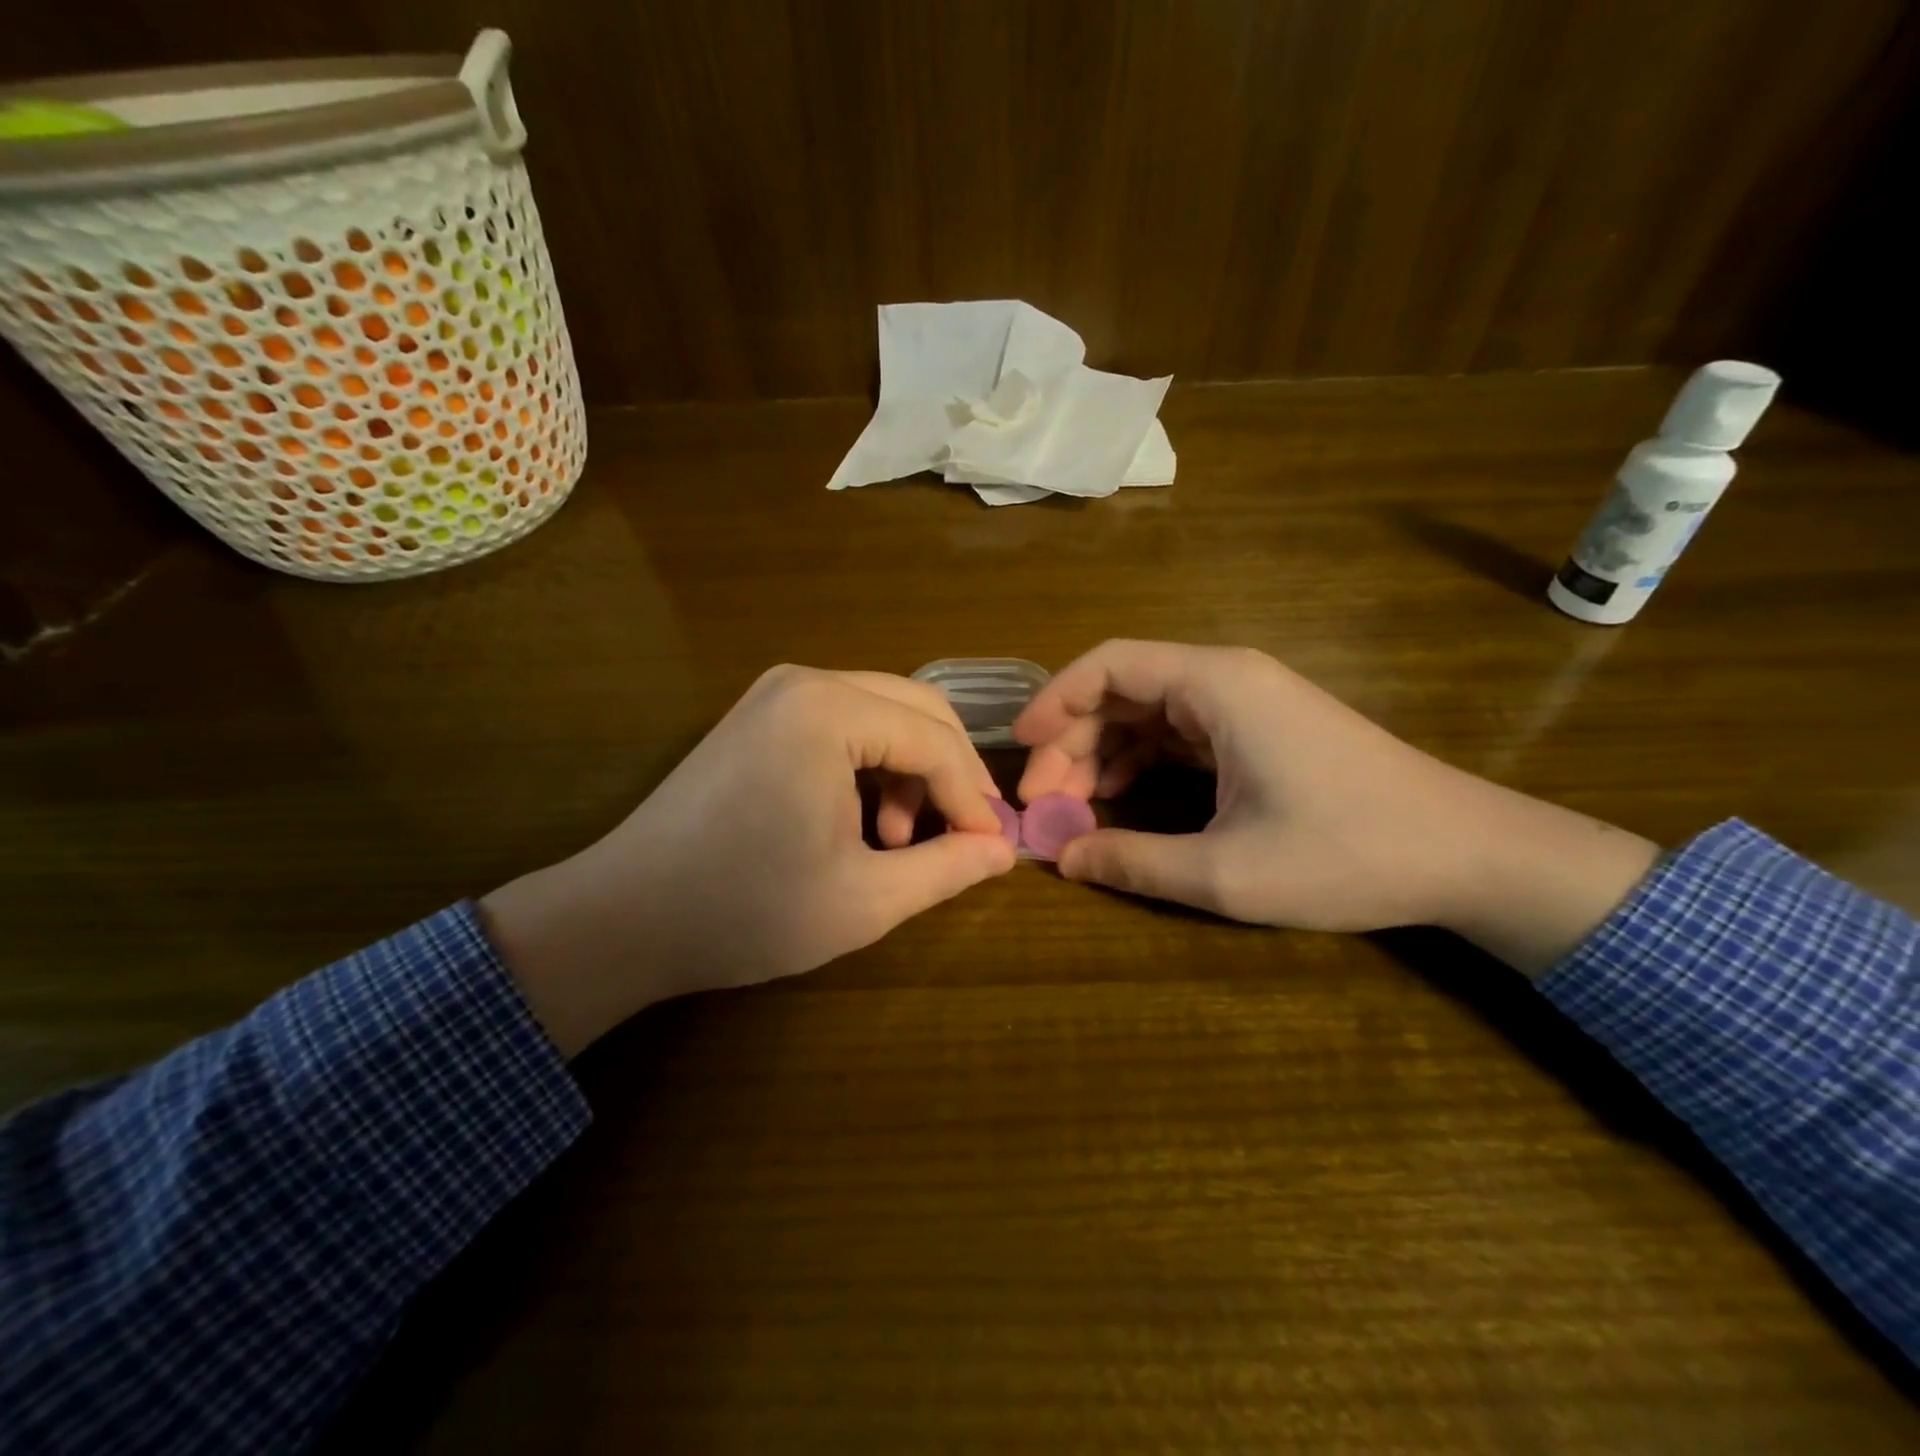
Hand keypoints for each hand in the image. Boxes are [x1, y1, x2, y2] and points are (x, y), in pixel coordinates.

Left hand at [482, 666, 1015, 1054]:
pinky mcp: (761, 716)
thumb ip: (946, 868)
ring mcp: (777, 694)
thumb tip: (1003, 850)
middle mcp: (805, 682)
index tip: (992, 848)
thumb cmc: (747, 910)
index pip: (935, 741)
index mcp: (828, 711)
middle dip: (951, 774)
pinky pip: (845, 725)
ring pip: (884, 715)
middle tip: (968, 834)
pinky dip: (872, 766)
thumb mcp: (864, 899)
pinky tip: (863, 822)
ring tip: (900, 839)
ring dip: (911, 771)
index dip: (974, 798)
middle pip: (917, 711)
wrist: (624, 918)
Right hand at [1014, 640, 1658, 974]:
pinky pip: (1178, 735)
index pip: (1109, 664)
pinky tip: (1120, 804)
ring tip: (1073, 812)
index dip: (1054, 701)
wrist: (1469, 856)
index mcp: (1217, 686)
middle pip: (1122, 691)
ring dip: (1103, 757)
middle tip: (1044, 804)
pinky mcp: (1259, 732)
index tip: (1020, 750)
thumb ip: (1134, 862)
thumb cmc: (1349, 853)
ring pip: (1147, 714)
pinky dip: (1140, 764)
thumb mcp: (1228, 871)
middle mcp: (1226, 680)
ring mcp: (1245, 705)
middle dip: (1073, 744)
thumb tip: (1062, 859)